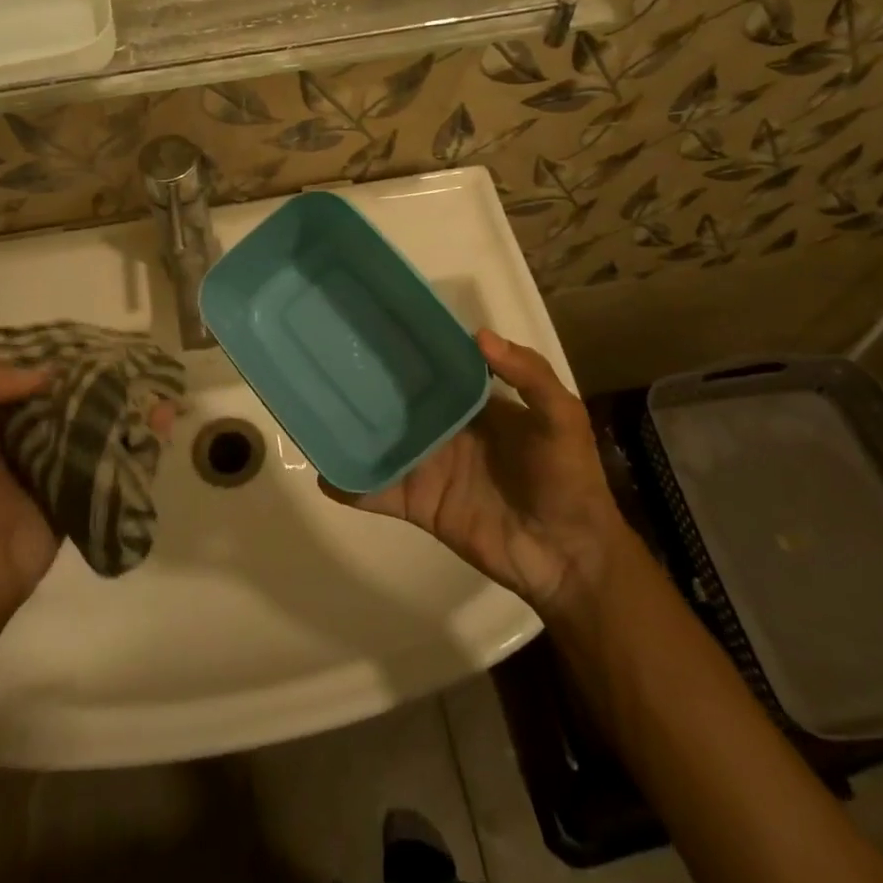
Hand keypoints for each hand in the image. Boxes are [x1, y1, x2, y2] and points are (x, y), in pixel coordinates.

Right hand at [323, 330, 626, 616]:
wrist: (568, 557)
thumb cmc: (568, 479)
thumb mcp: (563, 417)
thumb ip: (529, 375)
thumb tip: (478, 334)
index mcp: (477, 404)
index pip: (439, 368)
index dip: (413, 348)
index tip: (377, 325)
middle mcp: (447, 429)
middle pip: (402, 402)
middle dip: (371, 383)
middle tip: (330, 358)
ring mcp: (430, 467)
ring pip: (384, 443)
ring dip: (354, 431)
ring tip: (313, 407)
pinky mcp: (421, 504)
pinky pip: (380, 492)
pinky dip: (353, 486)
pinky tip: (324, 473)